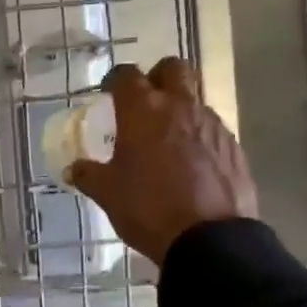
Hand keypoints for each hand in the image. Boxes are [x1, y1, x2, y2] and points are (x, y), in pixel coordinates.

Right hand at [68, 58, 257, 264]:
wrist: (210, 239)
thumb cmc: (148, 208)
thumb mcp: (108, 194)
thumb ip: (88, 175)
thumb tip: (73, 169)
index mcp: (143, 110)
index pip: (126, 75)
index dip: (115, 81)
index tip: (108, 95)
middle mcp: (180, 106)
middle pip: (173, 68)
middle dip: (158, 77)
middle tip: (145, 103)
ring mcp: (212, 124)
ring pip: (195, 99)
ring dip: (180, 109)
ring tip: (167, 141)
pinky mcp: (233, 146)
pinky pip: (212, 129)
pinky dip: (199, 137)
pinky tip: (191, 164)